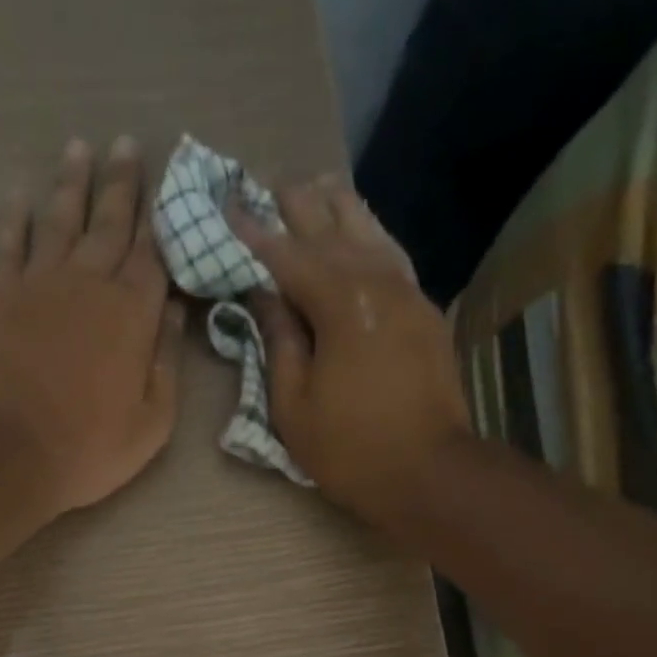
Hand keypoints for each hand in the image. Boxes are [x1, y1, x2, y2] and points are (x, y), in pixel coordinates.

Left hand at [0, 137, 185, 515]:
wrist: (12, 451)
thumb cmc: (91, 448)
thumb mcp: (152, 423)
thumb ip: (167, 365)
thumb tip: (177, 315)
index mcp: (133, 314)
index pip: (152, 256)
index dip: (162, 221)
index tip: (168, 187)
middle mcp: (89, 283)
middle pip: (109, 223)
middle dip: (121, 184)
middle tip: (127, 144)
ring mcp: (40, 284)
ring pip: (60, 219)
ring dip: (72, 183)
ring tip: (80, 148)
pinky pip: (9, 242)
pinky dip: (15, 214)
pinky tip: (21, 191)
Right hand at [230, 177, 471, 518]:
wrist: (428, 472)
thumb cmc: (351, 450)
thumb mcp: (294, 408)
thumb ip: (280, 344)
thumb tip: (266, 297)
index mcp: (340, 304)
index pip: (288, 256)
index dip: (255, 232)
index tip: (228, 205)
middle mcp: (377, 283)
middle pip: (332, 230)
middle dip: (298, 205)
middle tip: (270, 184)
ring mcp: (408, 293)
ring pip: (370, 233)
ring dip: (339, 207)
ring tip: (317, 184)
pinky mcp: (425, 313)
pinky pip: (393, 257)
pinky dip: (372, 236)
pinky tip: (363, 230)